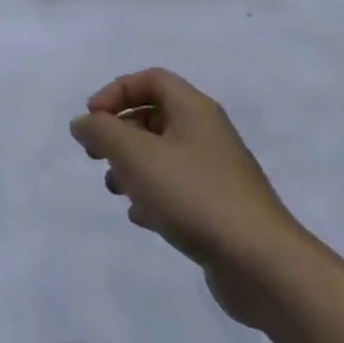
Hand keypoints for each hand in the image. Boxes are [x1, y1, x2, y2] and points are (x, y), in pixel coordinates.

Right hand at [71, 69, 307, 324]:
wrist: (260, 263)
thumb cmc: (193, 194)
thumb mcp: (135, 154)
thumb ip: (101, 131)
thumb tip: (83, 122)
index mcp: (194, 110)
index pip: (151, 80)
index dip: (116, 91)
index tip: (93, 118)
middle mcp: (207, 134)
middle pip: (154, 116)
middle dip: (119, 132)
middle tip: (96, 154)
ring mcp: (216, 173)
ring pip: (162, 155)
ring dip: (131, 166)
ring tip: (116, 188)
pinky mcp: (219, 208)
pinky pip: (176, 189)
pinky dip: (152, 196)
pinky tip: (141, 217)